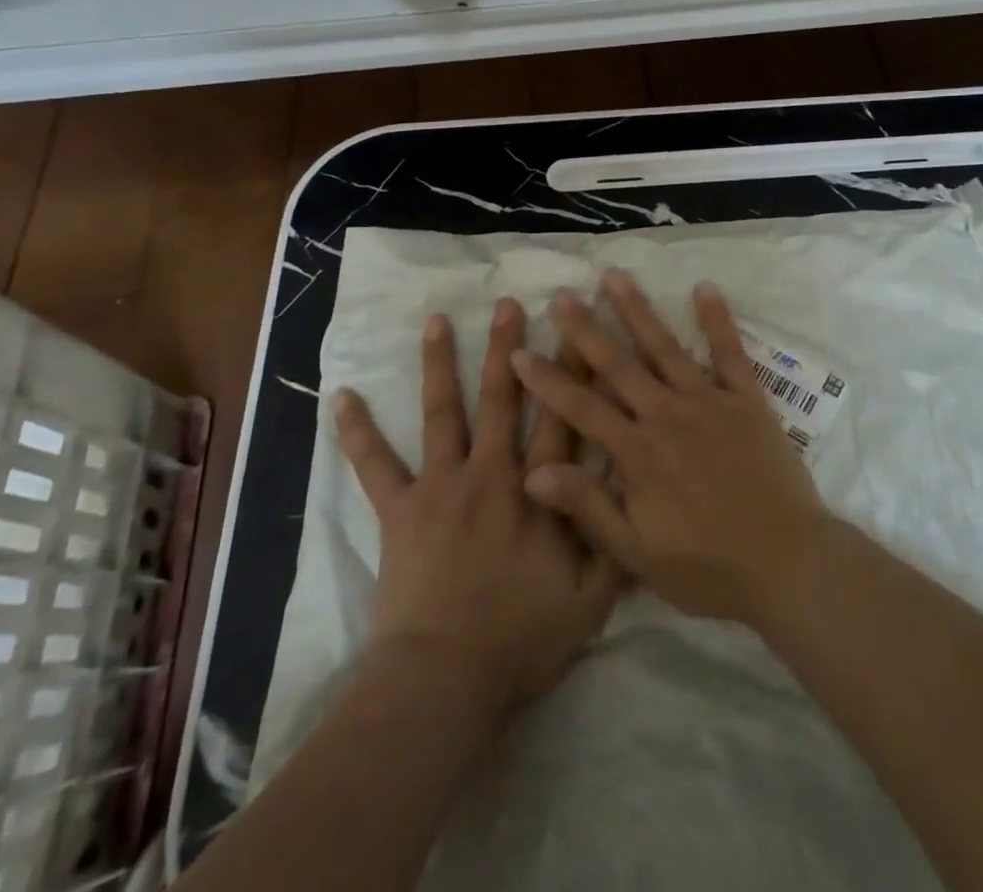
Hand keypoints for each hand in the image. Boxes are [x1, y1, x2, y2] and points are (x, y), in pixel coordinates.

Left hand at [333, 300, 622, 717]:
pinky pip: (375, 464)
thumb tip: (639, 497)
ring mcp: (441, 485)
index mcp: (538, 491)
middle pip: (504, 399)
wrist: (444, 679)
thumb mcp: (590, 603)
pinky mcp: (400, 509)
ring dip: (440, 363)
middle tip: (507, 303)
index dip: (572, 372)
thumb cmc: (520, 640)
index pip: (562, 417)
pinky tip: (343, 396)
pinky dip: (358, 431)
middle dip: (508, 347)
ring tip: (436, 319)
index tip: (576, 329)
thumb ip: (615, 546)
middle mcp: (491, 473)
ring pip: (443, 412)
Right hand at [509, 272, 831, 625]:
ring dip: (638, 310)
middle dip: (586, 329)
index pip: (582, 408)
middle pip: (619, 365)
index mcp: (638, 454)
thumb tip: (533, 472)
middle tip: (562, 295)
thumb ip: (588, 507)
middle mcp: (668, 416)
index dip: (548, 381)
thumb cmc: (708, 568)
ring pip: (665, 347)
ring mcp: (709, 402)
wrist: (788, 564)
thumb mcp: (637, 553)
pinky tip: (705, 287)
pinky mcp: (747, 401)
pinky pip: (730, 353)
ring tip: (615, 276)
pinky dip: (718, 320)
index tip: (520, 352)